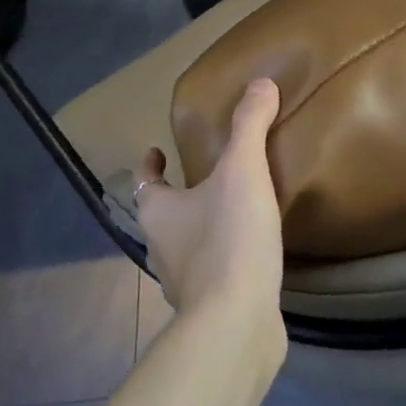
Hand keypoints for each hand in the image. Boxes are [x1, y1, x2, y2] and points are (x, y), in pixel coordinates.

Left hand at [135, 78, 286, 352]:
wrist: (236, 322)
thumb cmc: (229, 240)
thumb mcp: (243, 172)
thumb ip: (250, 126)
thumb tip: (261, 83)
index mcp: (159, 213)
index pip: (144, 183)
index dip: (150, 165)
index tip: (157, 150)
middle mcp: (161, 248)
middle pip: (162, 215)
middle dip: (177, 197)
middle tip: (204, 178)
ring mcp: (182, 284)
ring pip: (185, 248)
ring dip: (200, 230)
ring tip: (231, 213)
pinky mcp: (208, 309)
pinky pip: (211, 276)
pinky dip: (223, 262)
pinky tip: (249, 257)